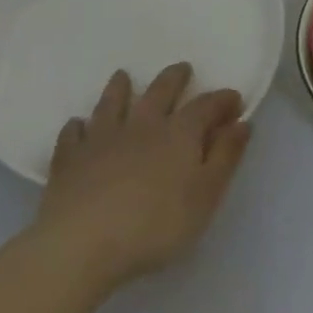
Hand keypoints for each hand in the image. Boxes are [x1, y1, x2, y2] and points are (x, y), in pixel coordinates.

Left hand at [33, 62, 251, 289]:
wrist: (82, 243)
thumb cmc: (155, 225)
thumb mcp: (205, 196)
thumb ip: (225, 157)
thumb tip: (242, 123)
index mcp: (179, 132)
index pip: (206, 105)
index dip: (222, 100)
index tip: (234, 100)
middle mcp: (143, 124)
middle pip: (160, 90)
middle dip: (174, 78)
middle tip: (182, 70)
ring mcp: (103, 137)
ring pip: (113, 102)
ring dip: (120, 88)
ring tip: (123, 77)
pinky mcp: (70, 159)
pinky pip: (73, 134)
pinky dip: (78, 127)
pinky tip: (78, 126)